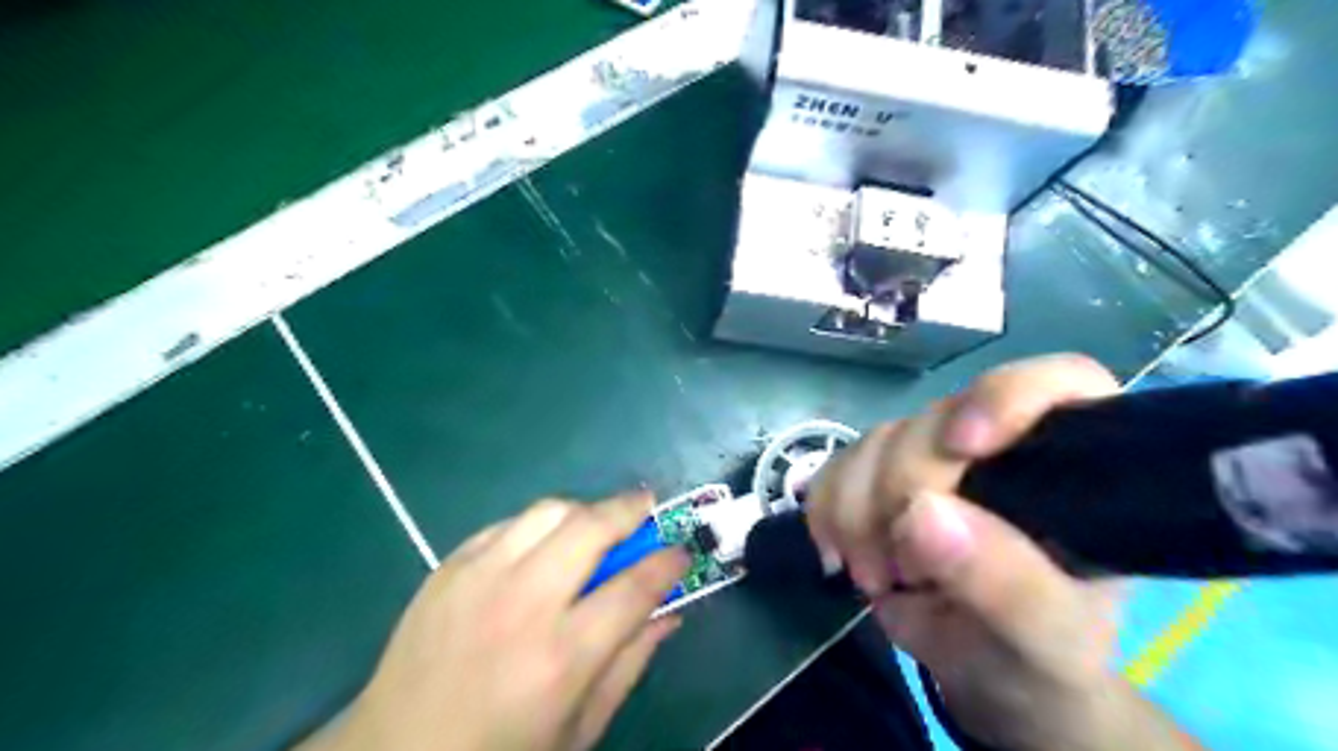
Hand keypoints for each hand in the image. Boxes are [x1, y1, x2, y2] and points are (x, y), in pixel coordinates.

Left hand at [305, 494, 688, 749]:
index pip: (635, 586)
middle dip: (631, 508)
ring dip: (585, 510)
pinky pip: (508, 524)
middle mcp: (522, 604)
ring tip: (598, 525)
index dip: (668, 561)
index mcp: (561, 657)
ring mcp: (479, 578)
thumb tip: (670, 614)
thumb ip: (630, 664)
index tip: (681, 551)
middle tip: (648, 507)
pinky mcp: (449, 567)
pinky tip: (543, 545)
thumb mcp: (579, 729)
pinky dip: (538, 525)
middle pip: (591, 527)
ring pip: (549, 511)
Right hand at [805, 353, 1201, 749]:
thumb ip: (1005, 583)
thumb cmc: (1040, 650)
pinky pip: (834, 467)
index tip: (963, 447)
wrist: (983, 670)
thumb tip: (922, 513)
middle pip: (935, 419)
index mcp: (1067, 463)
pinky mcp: (876, 476)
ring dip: (858, 512)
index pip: (1055, 382)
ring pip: (876, 441)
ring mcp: (929, 455)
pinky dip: (826, 511)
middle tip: (905, 567)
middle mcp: (996, 443)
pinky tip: (839, 553)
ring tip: (878, 577)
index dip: (1004, 398)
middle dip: (903, 489)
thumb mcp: (1047, 636)